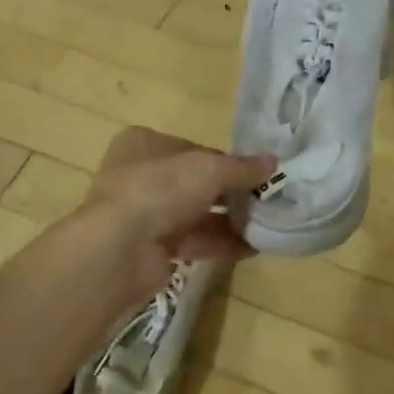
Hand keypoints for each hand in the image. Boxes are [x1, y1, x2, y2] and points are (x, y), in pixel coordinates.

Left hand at [78, 126, 275, 301]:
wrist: (119, 249)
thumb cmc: (160, 189)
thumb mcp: (210, 169)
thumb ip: (243, 167)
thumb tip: (274, 162)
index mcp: (144, 144)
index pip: (194, 149)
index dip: (226, 161)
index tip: (256, 173)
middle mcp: (139, 175)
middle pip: (195, 183)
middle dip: (231, 193)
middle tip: (265, 200)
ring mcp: (143, 214)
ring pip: (195, 214)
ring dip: (230, 220)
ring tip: (266, 225)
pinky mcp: (150, 248)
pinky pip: (193, 241)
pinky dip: (221, 243)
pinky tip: (252, 247)